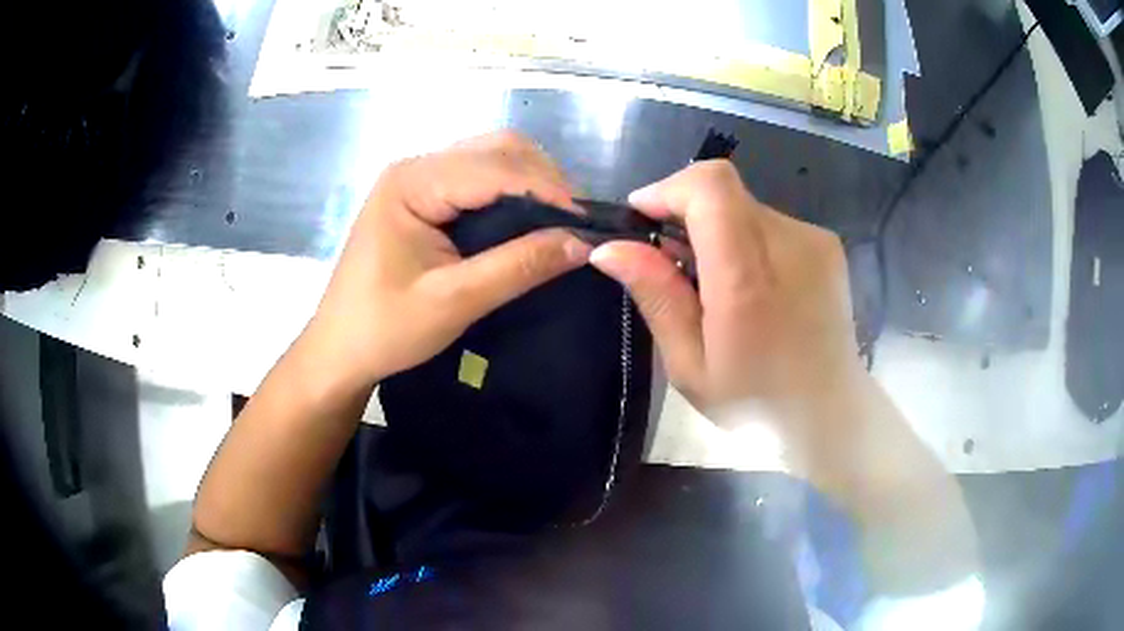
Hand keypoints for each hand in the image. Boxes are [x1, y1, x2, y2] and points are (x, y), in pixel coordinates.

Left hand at [305, 131, 591, 389]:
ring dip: (532, 183)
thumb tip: (584, 244)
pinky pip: (480, 179)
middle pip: (497, 149)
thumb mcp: (454, 302)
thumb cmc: (385, 329)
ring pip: (492, 158)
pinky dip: (513, 193)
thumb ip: (518, 267)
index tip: (589, 224)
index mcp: (412, 183)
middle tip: (576, 223)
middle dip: (544, 179)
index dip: (548, 190)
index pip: (495, 167)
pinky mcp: (424, 196)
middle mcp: (415, 167)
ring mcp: (418, 179)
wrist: (340, 350)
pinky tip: (530, 221)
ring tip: (560, 222)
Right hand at [590, 161, 860, 432]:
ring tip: (716, 286)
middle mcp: (789, 243)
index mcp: (749, 278)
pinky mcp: (827, 244)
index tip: (644, 218)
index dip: (668, 189)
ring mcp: (814, 240)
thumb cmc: (756, 404)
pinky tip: (751, 287)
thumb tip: (609, 247)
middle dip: (686, 213)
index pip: (710, 186)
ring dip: (717, 230)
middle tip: (673, 265)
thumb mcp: (691, 366)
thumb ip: (657, 297)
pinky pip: (769, 222)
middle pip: (724, 189)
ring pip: (744, 206)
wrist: (830, 414)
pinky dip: (746, 240)